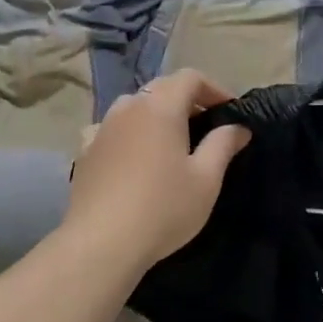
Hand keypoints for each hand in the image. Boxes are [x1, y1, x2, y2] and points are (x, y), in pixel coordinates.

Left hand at [62, 70, 250, 274]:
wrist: (102, 243)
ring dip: (155, 115)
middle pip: (161, 88)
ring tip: (170, 141)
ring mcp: (101, 128)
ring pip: (133, 107)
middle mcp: (128, 108)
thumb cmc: (163, 208)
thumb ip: (223, 145)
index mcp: (161, 107)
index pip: (190, 77)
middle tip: (206, 126)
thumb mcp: (206, 179)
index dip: (214, 89)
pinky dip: (127, 133)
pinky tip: (132, 155)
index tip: (230, 112)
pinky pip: (109, 129)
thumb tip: (238, 126)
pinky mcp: (84, 152)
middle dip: (186, 100)